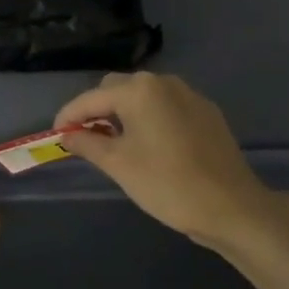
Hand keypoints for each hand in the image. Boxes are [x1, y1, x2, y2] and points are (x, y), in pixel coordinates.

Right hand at [55, 72, 277, 249]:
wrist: (232, 206)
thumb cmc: (167, 184)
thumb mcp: (118, 165)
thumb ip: (87, 144)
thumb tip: (67, 136)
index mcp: (138, 90)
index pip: (91, 98)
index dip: (69, 116)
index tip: (56, 135)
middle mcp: (163, 82)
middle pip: (117, 89)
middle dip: (97, 110)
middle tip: (86, 139)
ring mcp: (189, 95)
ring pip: (144, 96)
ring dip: (124, 113)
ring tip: (116, 143)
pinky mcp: (206, 112)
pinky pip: (167, 107)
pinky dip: (150, 118)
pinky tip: (150, 145)